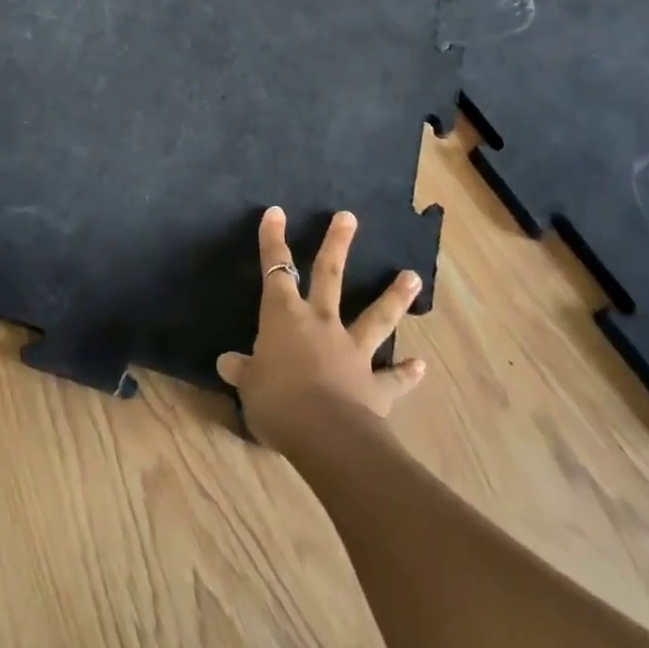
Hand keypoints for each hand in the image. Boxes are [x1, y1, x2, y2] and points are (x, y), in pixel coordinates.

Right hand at [217, 206, 426, 456]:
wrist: (326, 435)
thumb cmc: (277, 402)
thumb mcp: (249, 387)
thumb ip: (242, 371)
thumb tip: (227, 362)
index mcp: (284, 317)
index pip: (275, 269)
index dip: (273, 240)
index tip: (276, 212)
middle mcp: (321, 323)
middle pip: (328, 275)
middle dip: (336, 244)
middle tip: (348, 217)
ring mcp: (352, 351)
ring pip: (375, 317)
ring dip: (393, 296)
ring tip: (412, 276)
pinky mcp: (375, 384)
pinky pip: (392, 377)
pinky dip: (406, 372)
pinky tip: (420, 366)